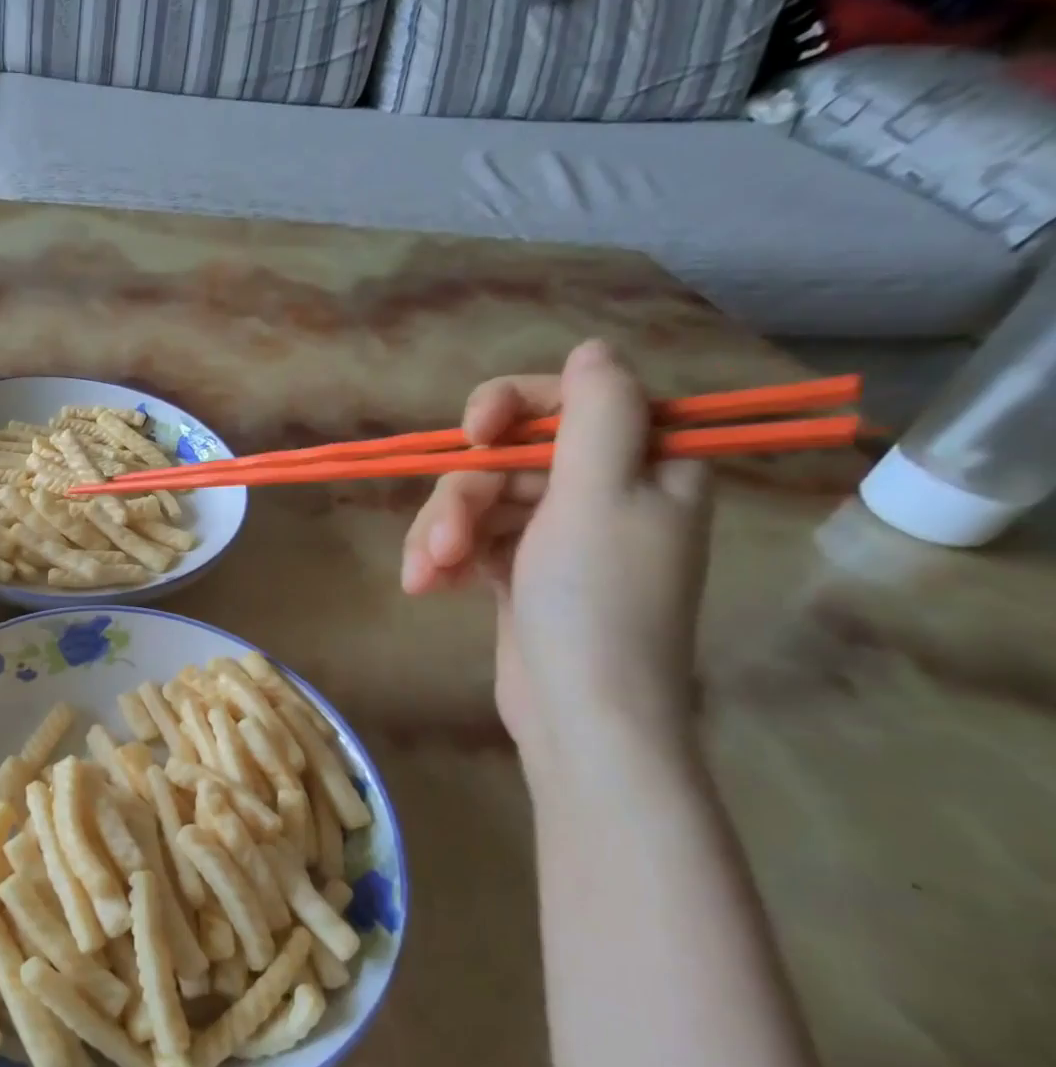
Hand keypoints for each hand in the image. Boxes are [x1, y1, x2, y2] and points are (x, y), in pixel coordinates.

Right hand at [401, 341, 711, 760]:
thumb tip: (592, 351)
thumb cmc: (597, 603)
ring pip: (478, 503)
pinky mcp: (520, 573)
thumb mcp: (599, 496)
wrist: (582, 715)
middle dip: (462, 500)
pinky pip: (471, 542)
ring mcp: (557, 536)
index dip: (514, 407)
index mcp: (643, 464)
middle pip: (508, 460)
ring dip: (441, 535)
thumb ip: (597, 413)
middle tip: (440, 545)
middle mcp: (602, 492)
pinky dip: (444, 560)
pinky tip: (425, 588)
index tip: (474, 435)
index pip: (572, 402)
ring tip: (424, 578)